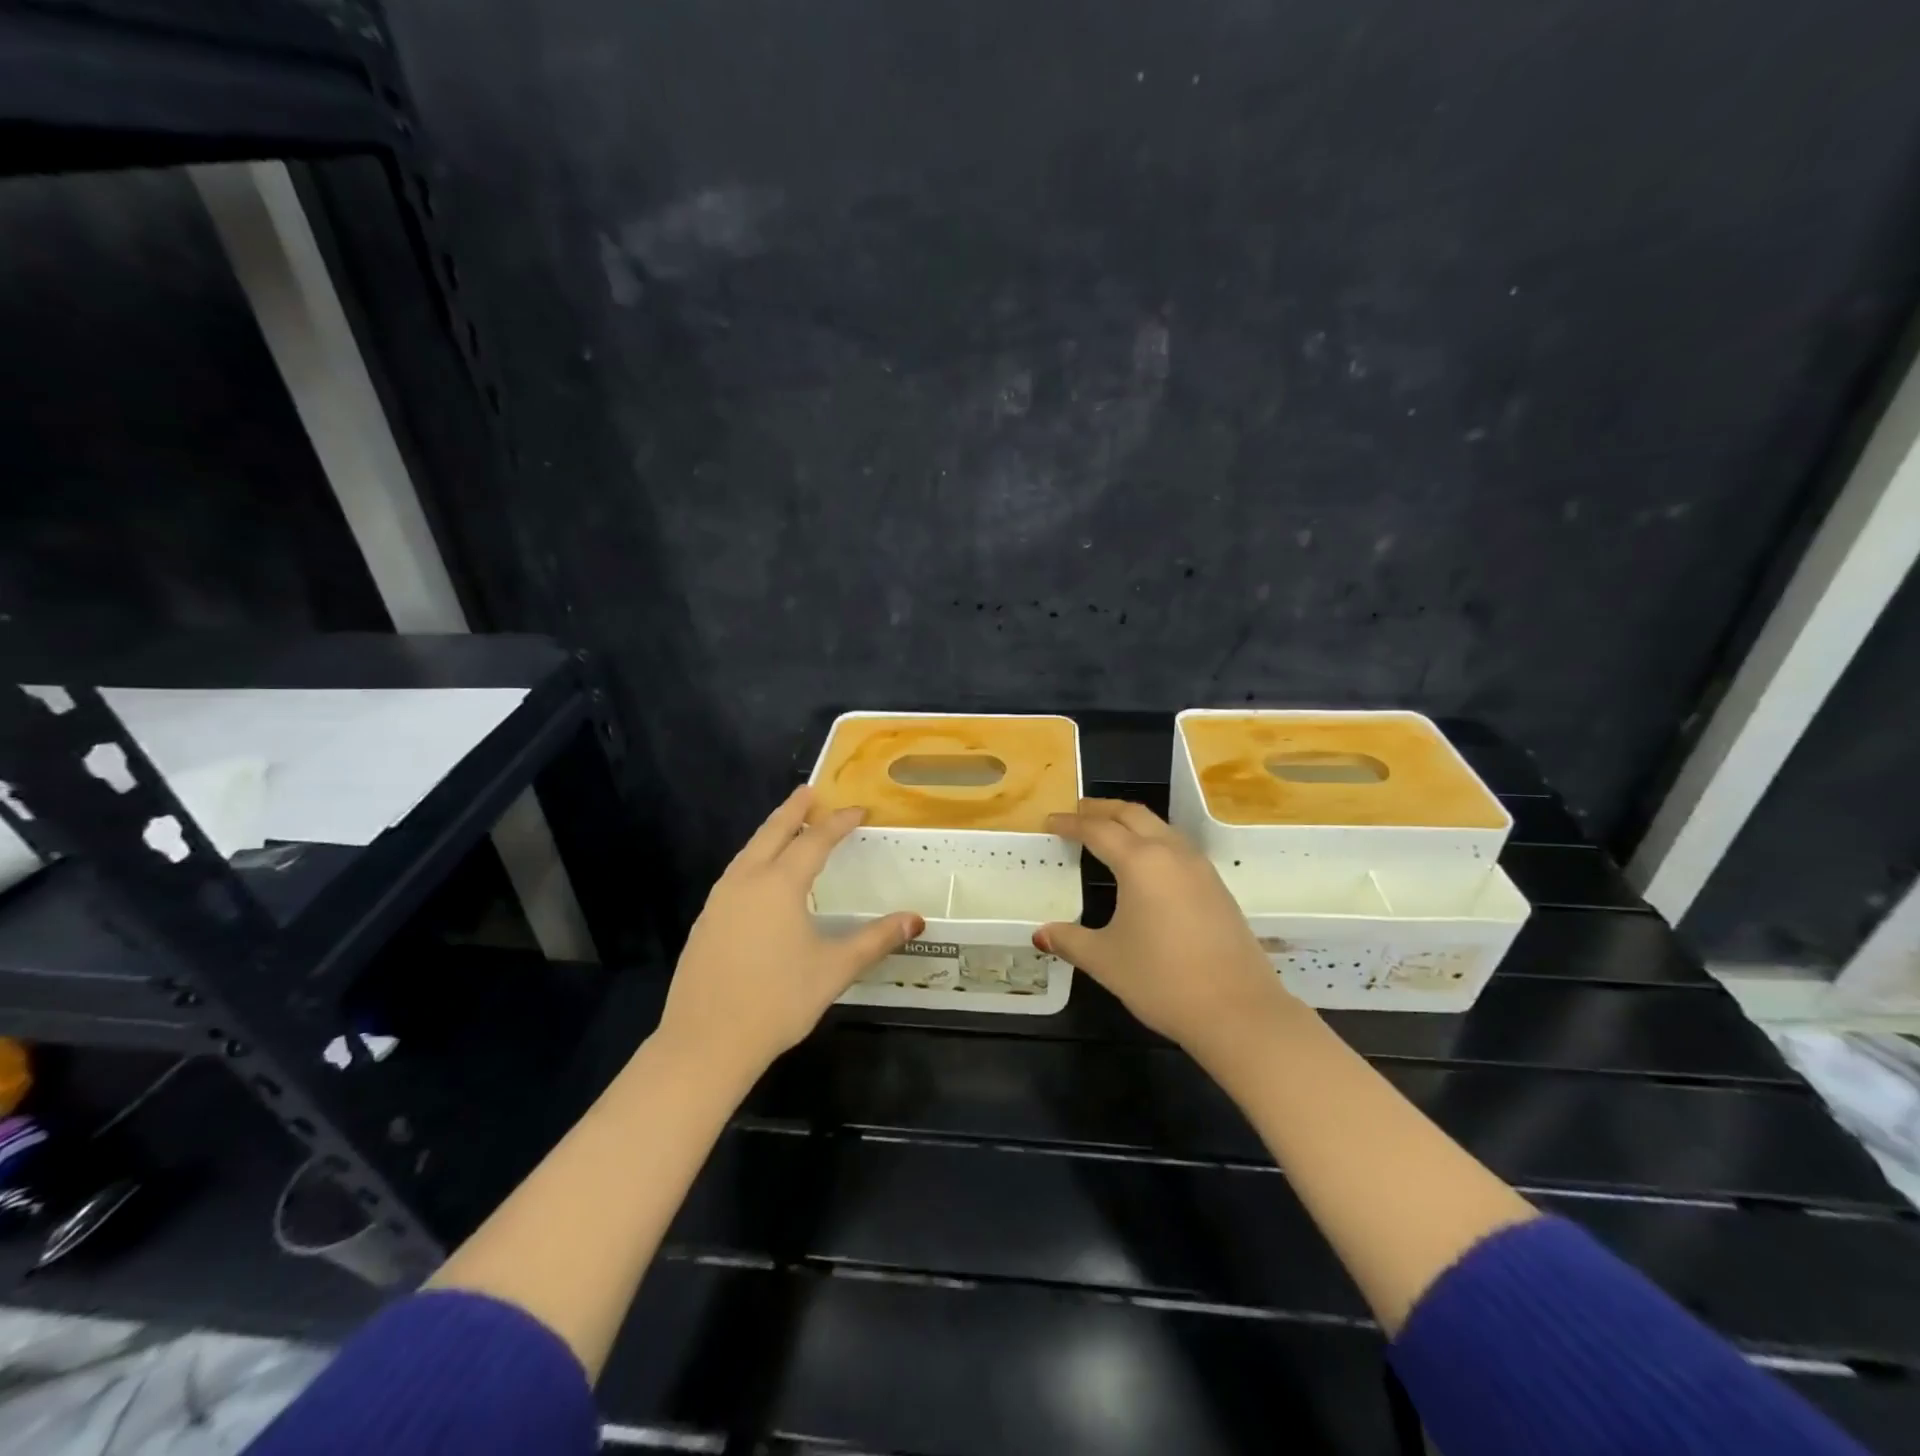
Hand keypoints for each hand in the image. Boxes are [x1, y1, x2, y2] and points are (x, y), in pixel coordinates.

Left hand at [657, 786, 923, 1085]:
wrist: (705, 1043)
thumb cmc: (778, 1001)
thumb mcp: (834, 969)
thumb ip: (875, 940)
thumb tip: (916, 919)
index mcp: (779, 885)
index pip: (814, 841)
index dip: (838, 823)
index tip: (857, 809)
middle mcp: (746, 881)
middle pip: (772, 833)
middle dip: (793, 810)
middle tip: (809, 791)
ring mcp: (719, 901)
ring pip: (748, 852)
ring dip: (770, 833)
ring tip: (787, 826)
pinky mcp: (705, 921)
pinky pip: (735, 874)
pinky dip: (754, 859)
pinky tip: (760, 876)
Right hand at [1036, 799, 1301, 1059]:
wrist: (1239, 1012)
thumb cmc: (1162, 980)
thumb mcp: (1106, 960)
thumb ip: (1070, 940)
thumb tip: (1042, 935)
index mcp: (1140, 862)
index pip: (1098, 830)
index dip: (1070, 824)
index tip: (1050, 823)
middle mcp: (1171, 853)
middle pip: (1133, 814)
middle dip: (1102, 809)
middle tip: (1077, 813)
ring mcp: (1200, 868)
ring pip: (1161, 827)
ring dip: (1131, 822)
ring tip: (1110, 834)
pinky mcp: (1217, 887)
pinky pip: (1178, 848)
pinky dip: (1153, 841)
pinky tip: (1146, 866)